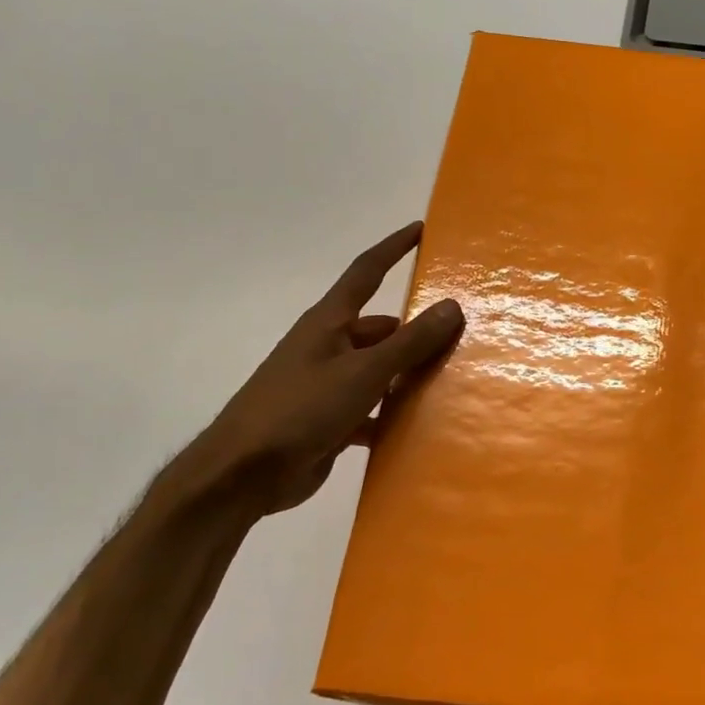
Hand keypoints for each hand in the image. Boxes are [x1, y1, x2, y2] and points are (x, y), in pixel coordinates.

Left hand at [167, 222, 462, 519]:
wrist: (243, 475)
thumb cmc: (301, 409)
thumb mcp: (363, 372)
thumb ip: (410, 342)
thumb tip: (452, 306)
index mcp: (329, 322)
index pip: (366, 272)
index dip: (393, 248)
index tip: (420, 229)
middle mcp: (328, 346)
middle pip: (381, 329)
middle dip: (416, 333)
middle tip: (461, 338)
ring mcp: (327, 384)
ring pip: (379, 370)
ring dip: (408, 377)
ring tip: (452, 382)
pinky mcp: (328, 420)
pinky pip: (372, 408)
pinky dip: (392, 415)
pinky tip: (421, 427)